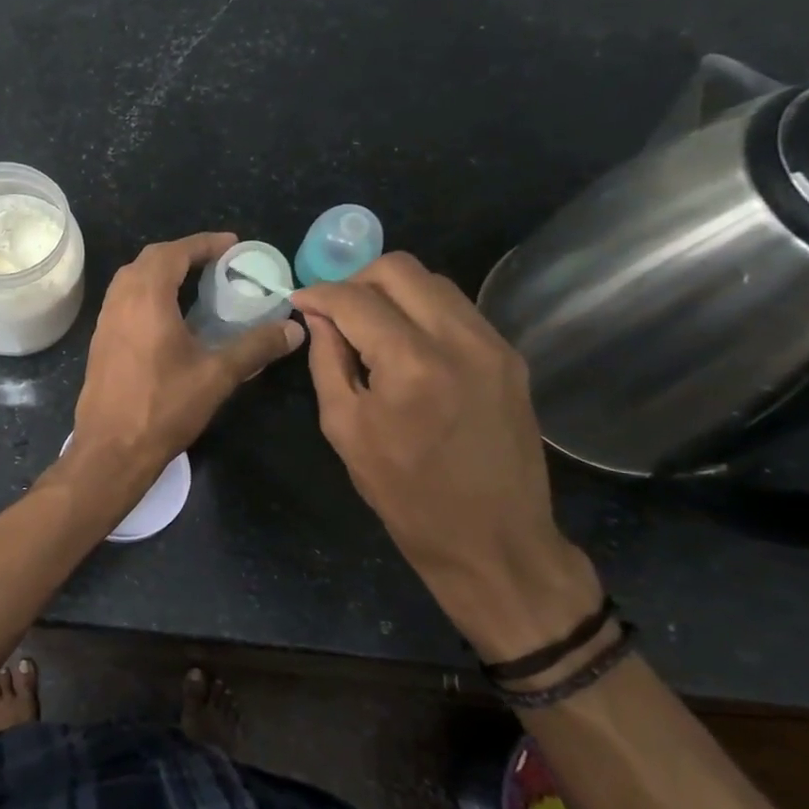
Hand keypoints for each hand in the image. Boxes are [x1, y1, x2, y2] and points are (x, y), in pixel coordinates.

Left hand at [68, 232, 303, 494]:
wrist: (111, 450)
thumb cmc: (164, 408)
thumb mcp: (217, 376)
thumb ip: (255, 347)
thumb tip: (294, 329)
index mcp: (146, 299)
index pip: (173, 253)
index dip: (203, 244)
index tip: (231, 244)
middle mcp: (120, 302)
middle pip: (149, 260)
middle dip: (182, 253)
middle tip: (215, 262)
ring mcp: (104, 322)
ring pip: (131, 280)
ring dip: (161, 273)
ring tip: (194, 284)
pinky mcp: (100, 342)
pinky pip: (123, 302)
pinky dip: (146, 294)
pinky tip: (167, 316)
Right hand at [293, 253, 600, 662]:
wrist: (493, 539)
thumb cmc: (406, 494)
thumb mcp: (346, 429)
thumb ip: (328, 362)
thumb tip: (318, 318)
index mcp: (410, 364)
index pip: (356, 299)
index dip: (319, 293)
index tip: (298, 300)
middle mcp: (458, 339)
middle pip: (400, 269)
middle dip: (356, 279)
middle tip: (334, 309)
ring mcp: (492, 344)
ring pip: (434, 281)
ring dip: (392, 291)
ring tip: (368, 323)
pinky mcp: (510, 357)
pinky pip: (458, 309)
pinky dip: (422, 309)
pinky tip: (405, 340)